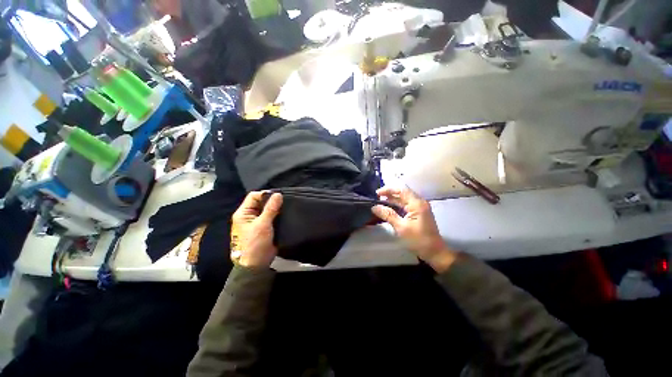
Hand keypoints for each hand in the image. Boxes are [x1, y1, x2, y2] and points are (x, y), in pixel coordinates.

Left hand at [230, 192, 282, 267]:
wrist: (257, 264)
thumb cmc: (255, 243)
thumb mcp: (262, 224)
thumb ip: (271, 208)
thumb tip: (278, 194)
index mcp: (243, 213)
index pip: (253, 196)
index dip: (265, 194)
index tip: (279, 196)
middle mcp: (249, 215)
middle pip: (261, 202)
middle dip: (272, 200)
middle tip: (285, 200)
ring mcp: (258, 221)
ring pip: (268, 209)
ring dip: (276, 207)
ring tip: (287, 206)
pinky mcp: (265, 227)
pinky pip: (272, 216)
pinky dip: (278, 214)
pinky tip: (286, 213)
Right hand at [372, 187, 456, 272]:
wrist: (434, 253)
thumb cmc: (418, 240)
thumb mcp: (401, 227)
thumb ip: (388, 215)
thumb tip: (374, 207)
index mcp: (417, 204)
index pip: (401, 190)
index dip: (388, 190)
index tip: (377, 194)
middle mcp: (419, 202)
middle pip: (402, 193)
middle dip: (389, 194)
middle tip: (376, 199)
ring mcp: (420, 208)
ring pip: (403, 199)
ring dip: (392, 200)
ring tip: (380, 203)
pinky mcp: (418, 213)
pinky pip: (406, 205)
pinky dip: (396, 206)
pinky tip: (388, 209)